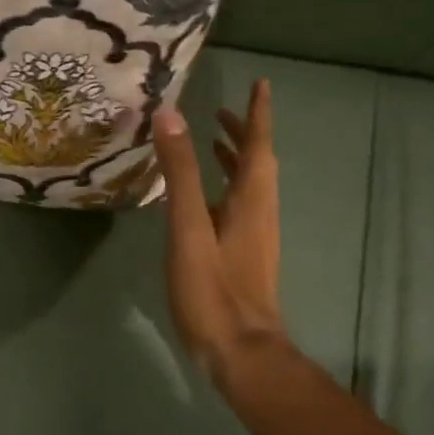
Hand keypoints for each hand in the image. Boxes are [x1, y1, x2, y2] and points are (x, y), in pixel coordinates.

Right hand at [153, 79, 287, 383]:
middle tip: (222, 110)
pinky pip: (238, 205)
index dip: (258, 113)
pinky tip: (203, 197)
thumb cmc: (214, 288)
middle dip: (244, 133)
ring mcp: (254, 236)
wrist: (240, 351)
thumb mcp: (190, 227)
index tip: (261, 83)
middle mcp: (259, 211)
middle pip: (258, 163)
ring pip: (249, 185)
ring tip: (212, 142)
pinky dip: (224, 186)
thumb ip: (180, 173)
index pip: (259, 145)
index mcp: (253, 199)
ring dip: (235, 159)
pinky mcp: (243, 255)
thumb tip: (171, 116)